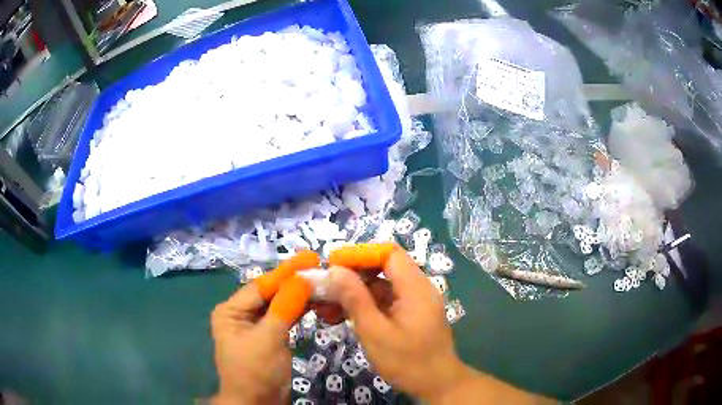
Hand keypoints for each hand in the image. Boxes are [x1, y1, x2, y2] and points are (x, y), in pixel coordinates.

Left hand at [211, 252, 318, 403]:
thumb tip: (303, 278)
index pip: (261, 286)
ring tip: (321, 282)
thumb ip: (285, 307)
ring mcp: (255, 327)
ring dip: (299, 296)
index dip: (285, 272)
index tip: (310, 258)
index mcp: (231, 311)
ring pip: (279, 305)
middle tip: (319, 267)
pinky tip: (315, 302)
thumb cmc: (256, 371)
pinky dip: (299, 311)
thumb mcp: (269, 338)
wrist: (258, 404)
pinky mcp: (269, 338)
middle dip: (293, 283)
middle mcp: (241, 315)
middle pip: (270, 294)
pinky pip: (284, 318)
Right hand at [328, 246, 466, 400]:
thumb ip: (355, 299)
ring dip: (355, 292)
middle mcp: (418, 288)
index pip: (388, 253)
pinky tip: (343, 316)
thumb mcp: (375, 332)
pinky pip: (385, 301)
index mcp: (415, 287)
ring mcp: (415, 302)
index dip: (359, 253)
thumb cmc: (407, 361)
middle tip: (325, 287)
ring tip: (327, 305)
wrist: (437, 385)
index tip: (333, 263)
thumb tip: (334, 270)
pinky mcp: (410, 314)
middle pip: (383, 267)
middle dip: (352, 274)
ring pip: (382, 285)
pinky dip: (365, 305)